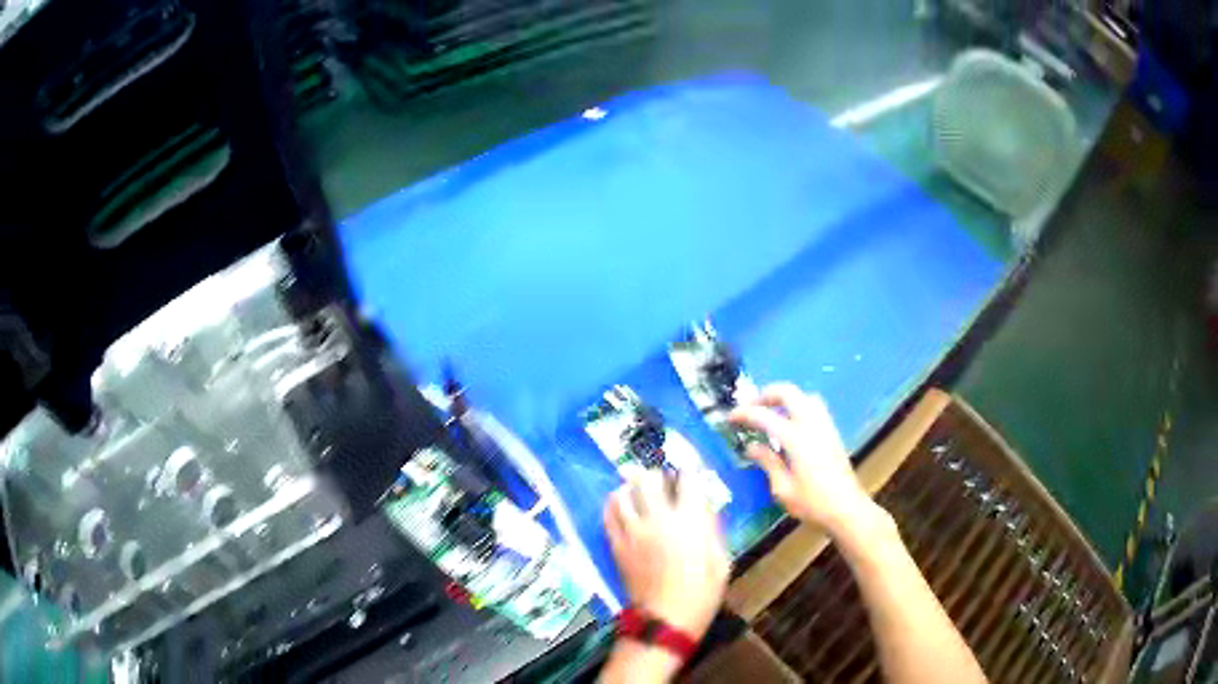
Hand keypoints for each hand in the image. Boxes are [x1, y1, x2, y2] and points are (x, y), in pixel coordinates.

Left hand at [604, 470, 728, 638]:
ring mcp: (633, 533)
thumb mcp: (721, 560)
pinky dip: (614, 505)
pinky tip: (621, 505)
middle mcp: (658, 520)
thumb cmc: (702, 593)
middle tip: (662, 481)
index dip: (690, 470)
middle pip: (648, 479)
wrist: (667, 619)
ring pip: (622, 493)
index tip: (691, 471)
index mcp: (689, 522)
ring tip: (638, 491)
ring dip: (631, 487)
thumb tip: (704, 505)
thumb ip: (712, 528)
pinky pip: (608, 515)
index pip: (687, 479)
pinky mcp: (617, 545)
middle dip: (656, 474)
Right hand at [728, 384, 876, 534]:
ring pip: (804, 395)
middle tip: (750, 408)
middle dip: (766, 395)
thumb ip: (767, 462)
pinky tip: (790, 424)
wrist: (847, 508)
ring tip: (770, 412)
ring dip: (785, 398)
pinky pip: (814, 407)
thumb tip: (751, 446)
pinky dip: (798, 406)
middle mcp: (812, 425)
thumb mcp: (783, 489)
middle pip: (788, 392)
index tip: (730, 417)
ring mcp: (825, 426)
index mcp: (796, 439)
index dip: (744, 413)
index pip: (765, 416)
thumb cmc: (812, 503)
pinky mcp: (832, 432)